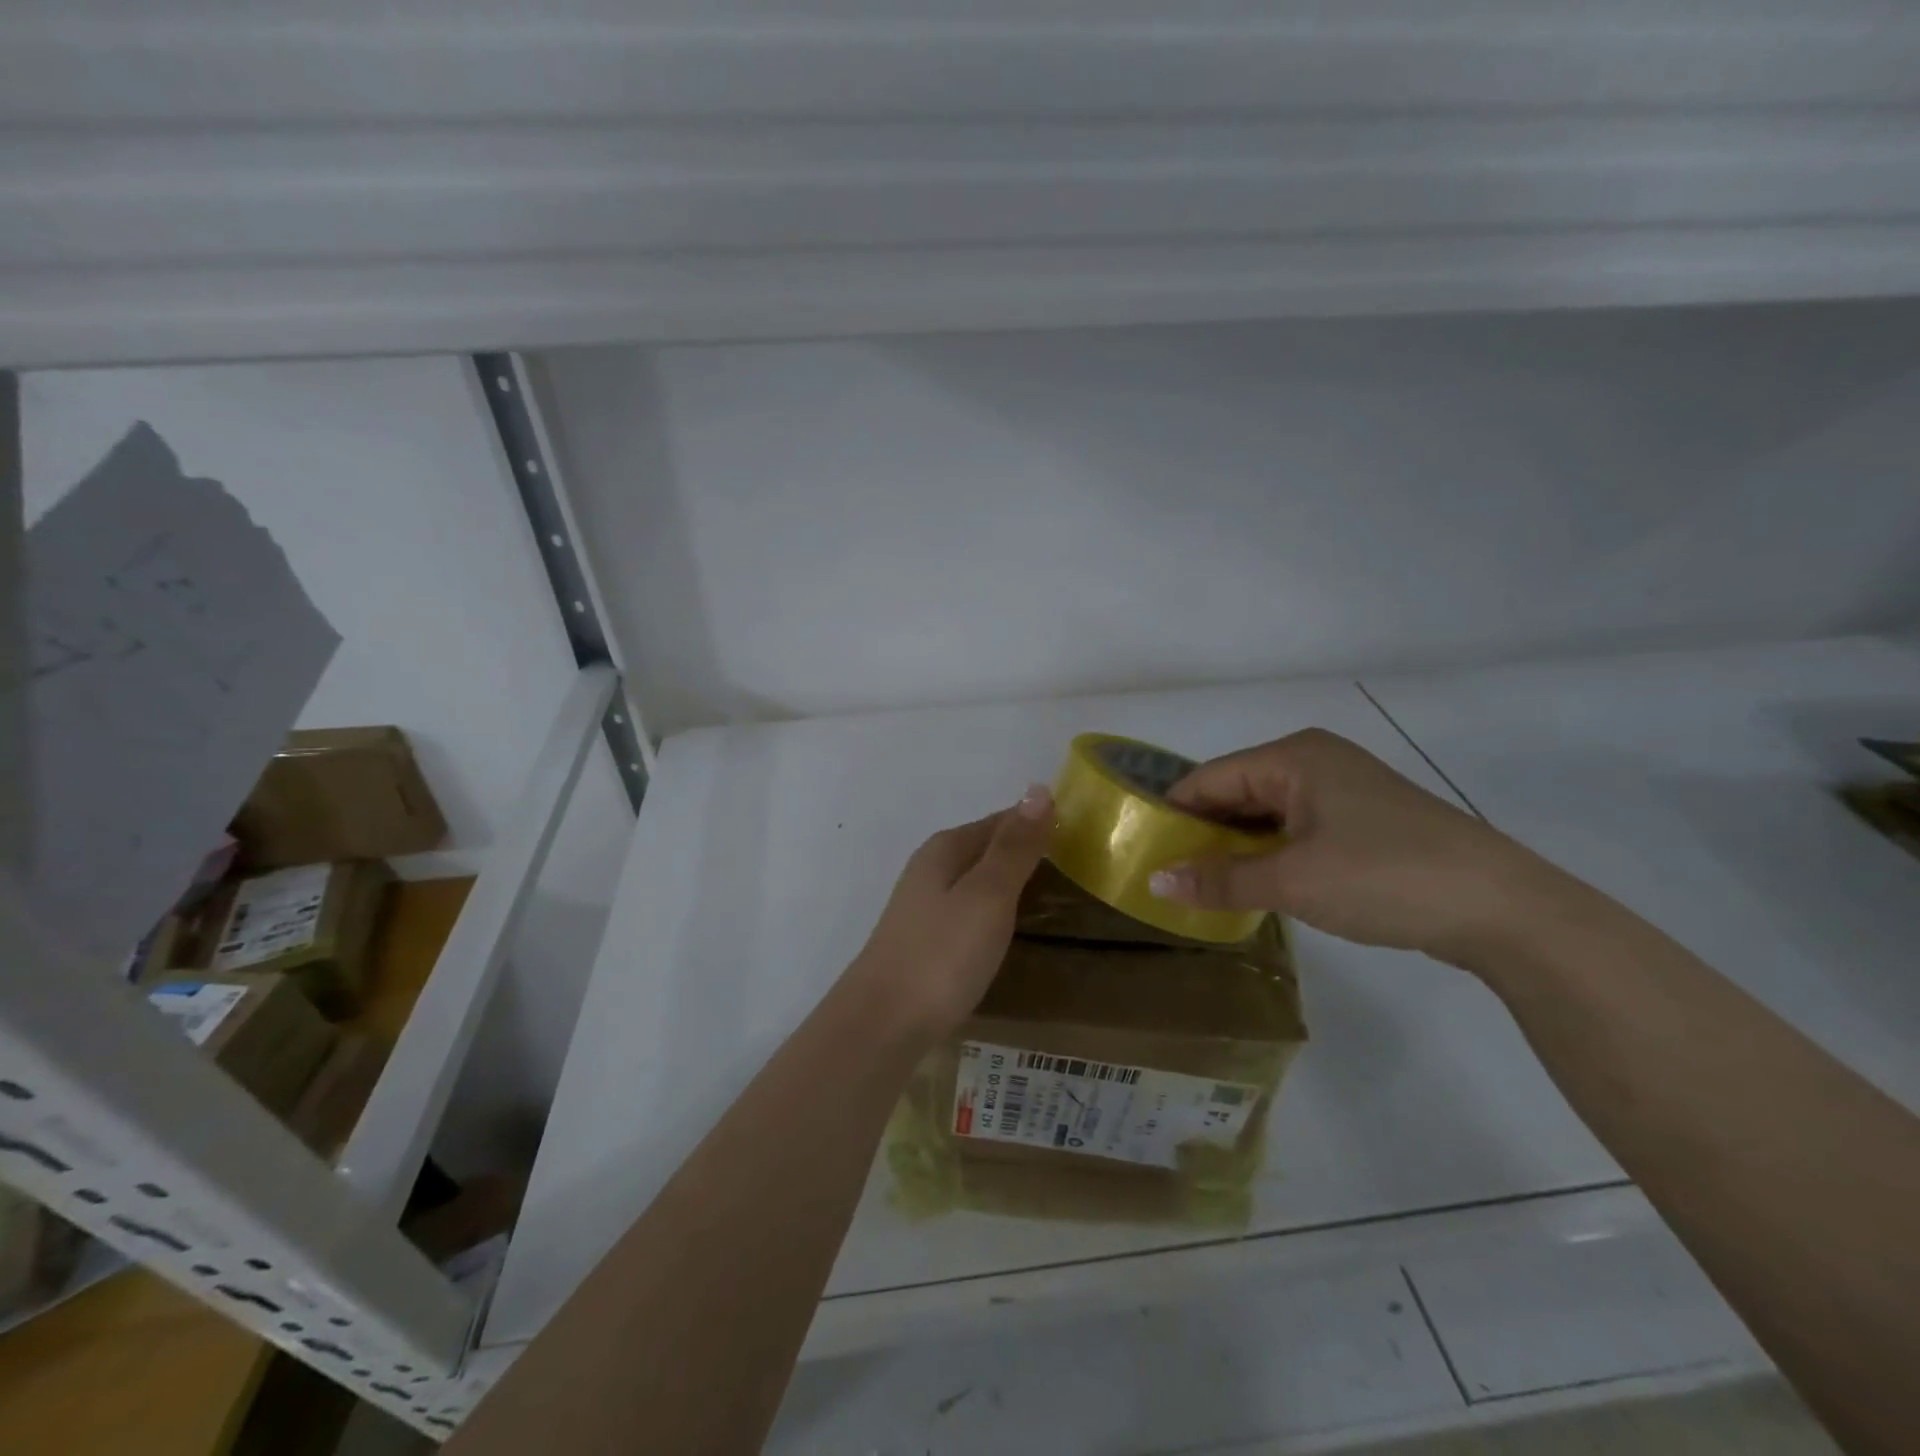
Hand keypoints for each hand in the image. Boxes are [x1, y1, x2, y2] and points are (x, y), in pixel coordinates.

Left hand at [845, 786, 1053, 1040]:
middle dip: (1025, 855)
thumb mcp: (988, 895)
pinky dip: (994, 913)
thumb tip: (1038, 789)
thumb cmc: (943, 953)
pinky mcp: (924, 942)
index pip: (1001, 821)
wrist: (884, 1023)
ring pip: (976, 883)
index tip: (1080, 838)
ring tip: (1052, 900)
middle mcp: (930, 869)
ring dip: (1010, 885)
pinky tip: (1008, 931)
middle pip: (986, 850)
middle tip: (1076, 871)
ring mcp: (923, 907)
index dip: (1037, 825)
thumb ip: (1014, 847)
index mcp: (945, 849)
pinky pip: (969, 912)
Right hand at [1149, 728, 1552, 963]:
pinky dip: (1270, 853)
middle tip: (1167, 873)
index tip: (1142, 851)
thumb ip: (1219, 880)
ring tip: (1202, 883)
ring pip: (1266, 813)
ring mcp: (1343, 790)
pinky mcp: (1364, 820)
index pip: (1209, 778)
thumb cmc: (1384, 876)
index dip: (1172, 813)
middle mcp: (1315, 761)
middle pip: (1236, 791)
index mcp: (1293, 756)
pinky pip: (1296, 828)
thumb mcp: (1292, 881)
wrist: (1504, 908)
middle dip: (1202, 832)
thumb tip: (1154, 883)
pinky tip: (1255, 883)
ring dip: (1236, 846)